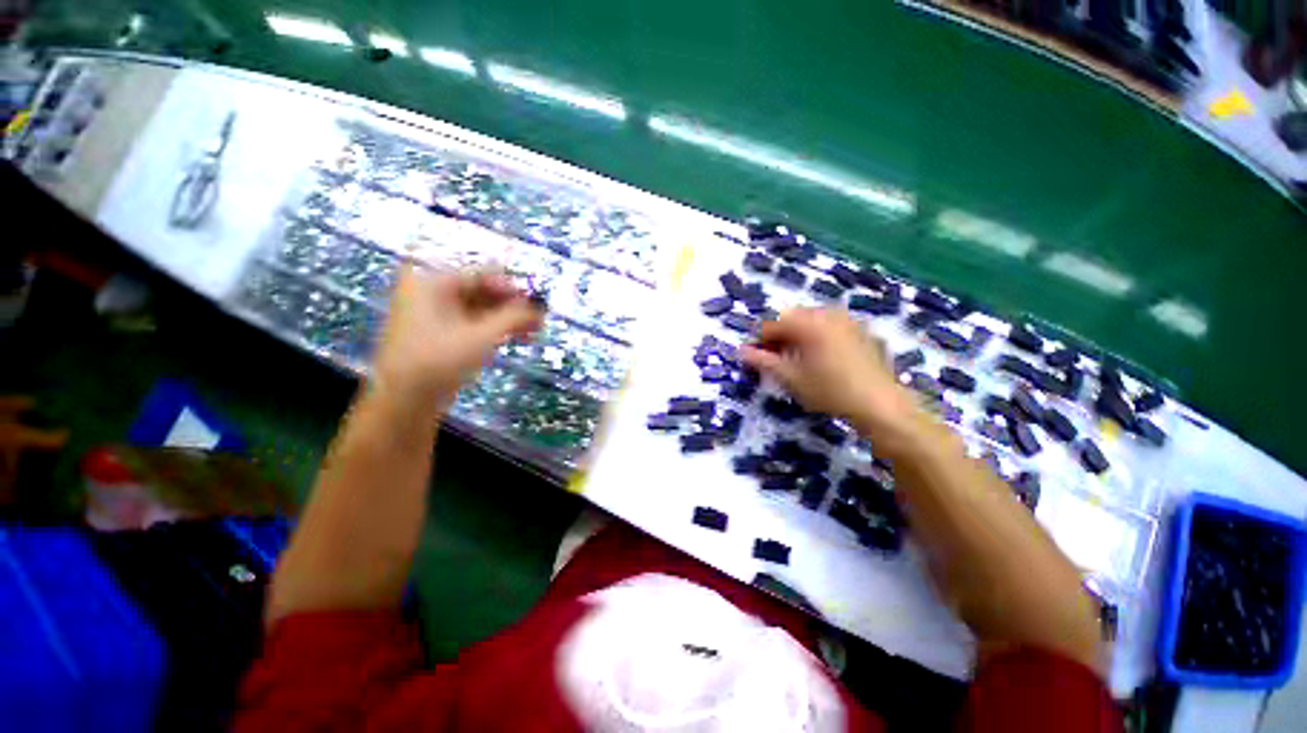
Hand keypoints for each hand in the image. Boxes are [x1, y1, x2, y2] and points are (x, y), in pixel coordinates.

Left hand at [372, 266, 543, 404]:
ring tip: (526, 335)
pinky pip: (458, 325)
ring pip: (469, 310)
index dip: (511, 288)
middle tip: (536, 323)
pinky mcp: (425, 339)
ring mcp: (423, 316)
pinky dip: (481, 332)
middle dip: (507, 306)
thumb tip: (539, 310)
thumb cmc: (437, 363)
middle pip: (475, 290)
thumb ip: (512, 319)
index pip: (481, 274)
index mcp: (432, 281)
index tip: (536, 305)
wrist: (400, 404)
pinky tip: (502, 343)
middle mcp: (425, 292)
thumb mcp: (480, 338)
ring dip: (497, 320)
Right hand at [740, 308, 922, 440]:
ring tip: (800, 364)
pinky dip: (823, 339)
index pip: (772, 324)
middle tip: (776, 363)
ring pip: (815, 322)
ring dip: (802, 338)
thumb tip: (742, 352)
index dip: (759, 341)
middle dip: (781, 338)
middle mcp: (827, 312)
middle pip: (794, 318)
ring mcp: (848, 319)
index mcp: (807, 321)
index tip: (753, 360)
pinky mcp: (863, 330)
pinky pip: (834, 328)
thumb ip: (765, 363)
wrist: (879, 402)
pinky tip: (825, 363)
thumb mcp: (794, 380)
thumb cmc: (831, 392)